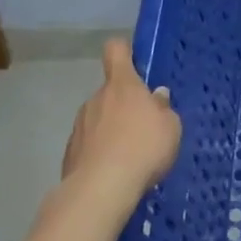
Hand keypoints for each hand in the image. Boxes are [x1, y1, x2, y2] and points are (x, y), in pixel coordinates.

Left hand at [61, 38, 181, 213]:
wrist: (101, 189)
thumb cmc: (143, 148)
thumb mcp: (170, 127)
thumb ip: (163, 109)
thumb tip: (156, 97)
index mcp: (122, 85)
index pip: (116, 50)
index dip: (124, 51)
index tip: (134, 61)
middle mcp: (96, 98)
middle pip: (110, 92)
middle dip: (124, 105)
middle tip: (144, 128)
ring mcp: (79, 125)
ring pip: (99, 119)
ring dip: (111, 130)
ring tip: (129, 156)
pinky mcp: (70, 153)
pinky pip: (89, 145)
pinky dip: (100, 153)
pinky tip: (113, 173)